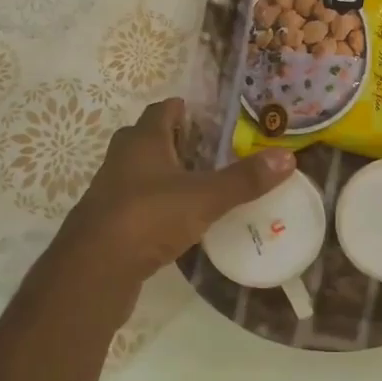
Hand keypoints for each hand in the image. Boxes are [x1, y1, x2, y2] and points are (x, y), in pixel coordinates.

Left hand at [57, 98, 295, 303]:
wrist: (94, 271)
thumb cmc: (148, 218)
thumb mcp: (204, 197)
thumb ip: (244, 179)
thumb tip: (287, 157)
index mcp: (142, 141)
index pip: (163, 110)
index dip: (184, 109)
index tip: (209, 115)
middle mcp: (123, 159)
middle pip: (150, 139)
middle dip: (177, 141)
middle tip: (212, 150)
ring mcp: (112, 192)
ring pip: (142, 172)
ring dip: (167, 174)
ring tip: (202, 184)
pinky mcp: (110, 223)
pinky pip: (139, 203)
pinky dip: (159, 205)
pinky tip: (180, 220)